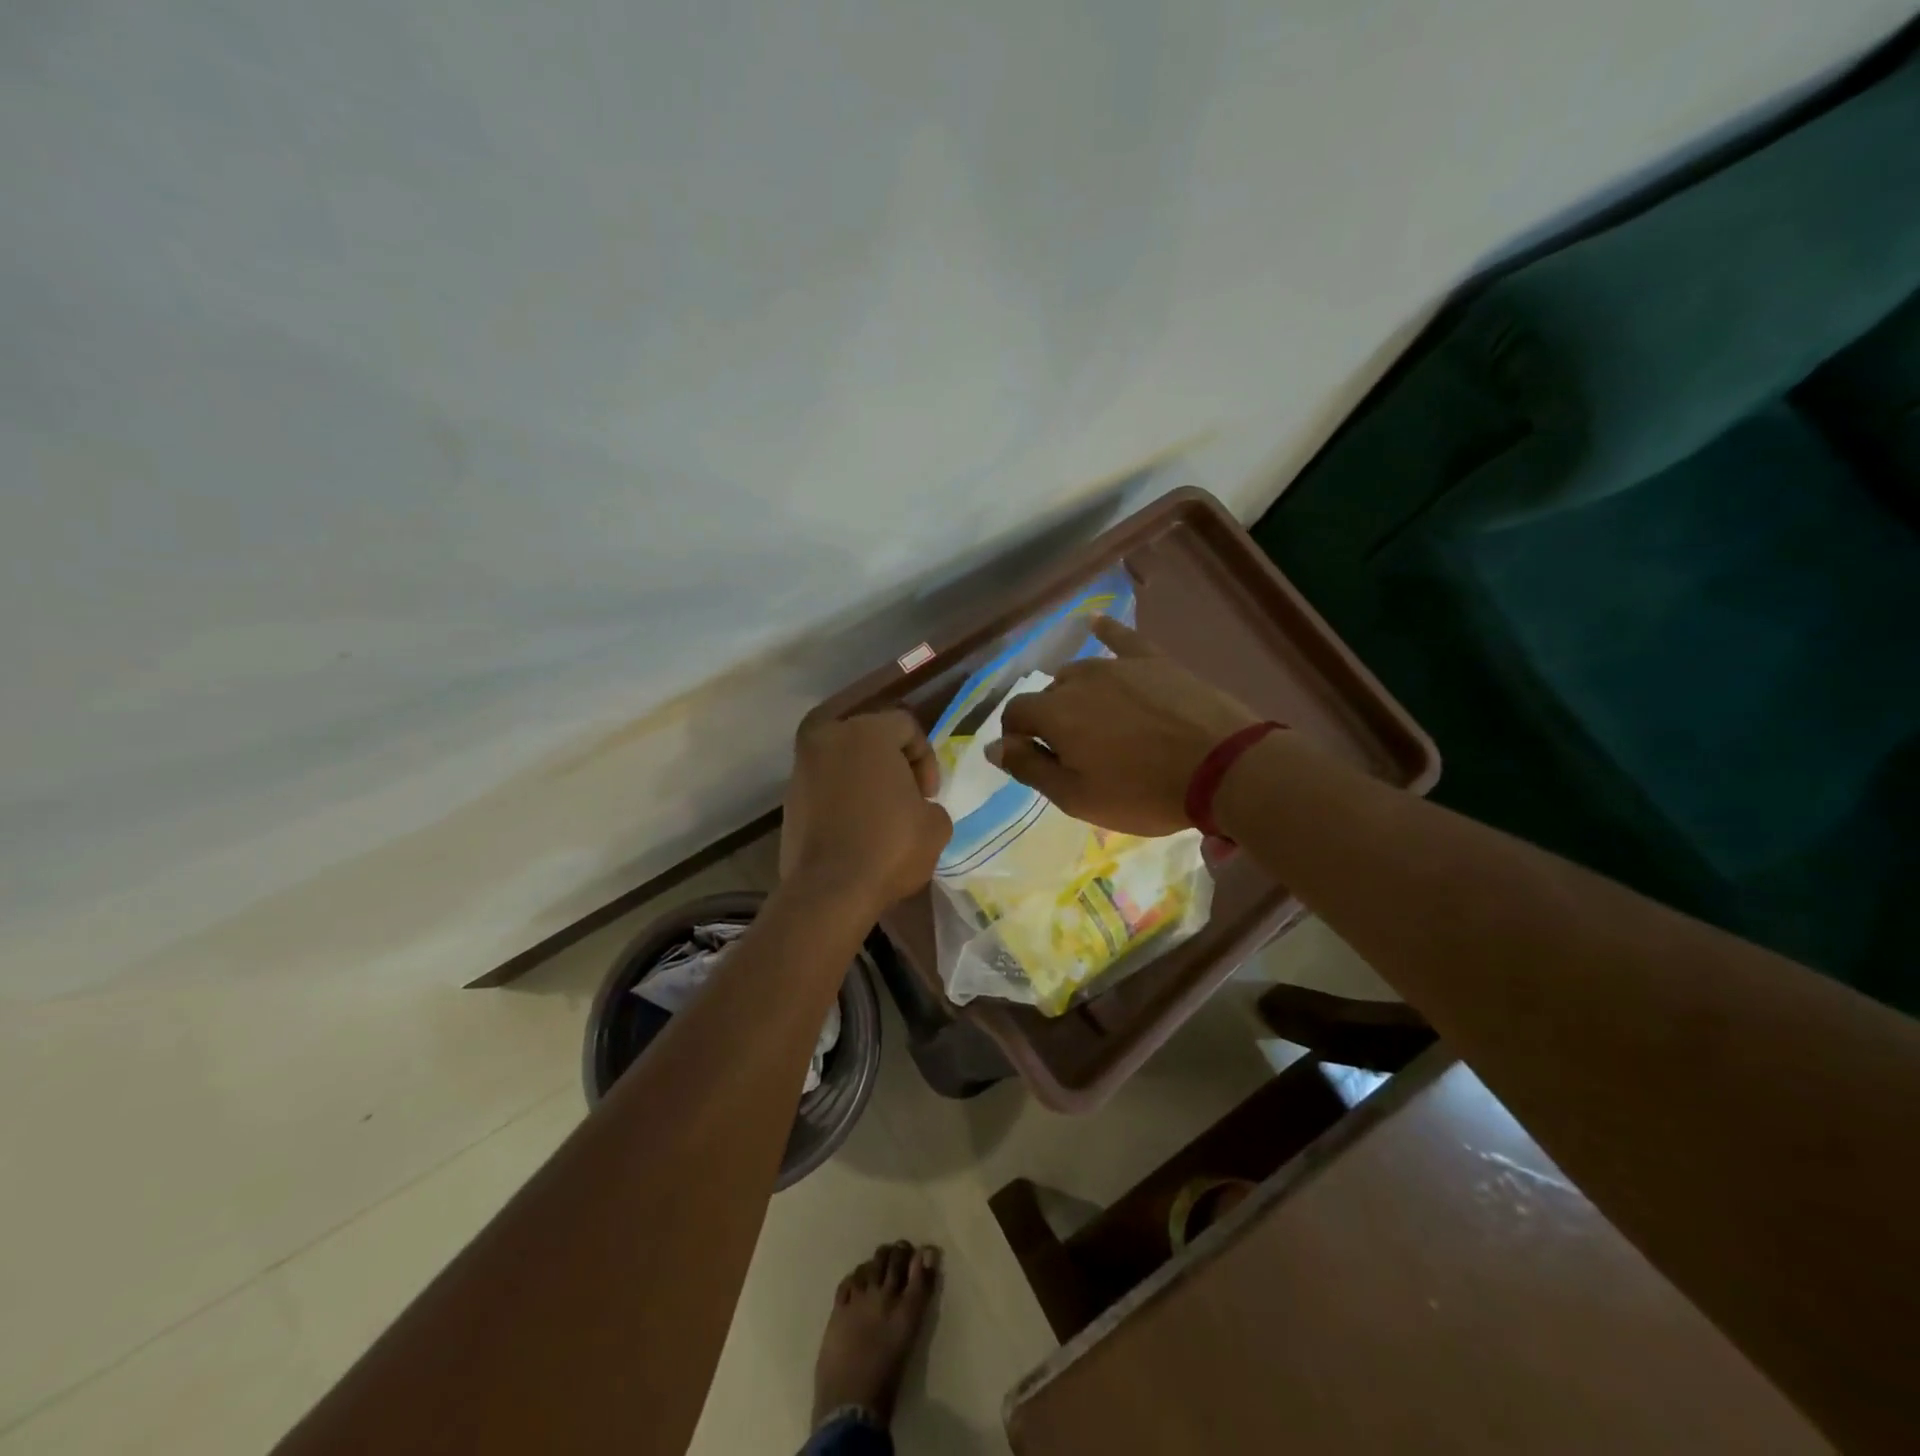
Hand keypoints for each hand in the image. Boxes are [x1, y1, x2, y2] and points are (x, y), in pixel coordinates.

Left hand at [781, 709, 952, 912]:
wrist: (829, 890)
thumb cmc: (889, 847)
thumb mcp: (936, 824)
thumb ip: (928, 802)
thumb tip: (915, 806)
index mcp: (866, 732)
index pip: (906, 725)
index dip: (925, 758)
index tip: (928, 795)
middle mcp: (828, 737)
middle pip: (870, 735)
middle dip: (892, 760)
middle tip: (906, 795)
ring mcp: (802, 766)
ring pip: (843, 758)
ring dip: (864, 776)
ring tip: (880, 812)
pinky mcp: (789, 796)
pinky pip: (825, 783)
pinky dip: (842, 794)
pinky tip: (856, 825)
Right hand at [986, 618, 1260, 835]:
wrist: (1222, 767)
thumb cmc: (1143, 792)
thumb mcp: (1077, 797)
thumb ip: (1030, 768)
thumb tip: (993, 748)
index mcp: (1054, 714)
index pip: (1015, 714)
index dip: (1016, 738)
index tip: (1033, 759)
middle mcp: (1078, 679)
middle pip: (1048, 693)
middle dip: (1049, 719)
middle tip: (1074, 750)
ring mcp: (1118, 664)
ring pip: (1080, 672)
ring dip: (1076, 693)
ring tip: (1095, 718)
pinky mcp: (1153, 660)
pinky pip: (1122, 638)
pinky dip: (1106, 632)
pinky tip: (1097, 624)